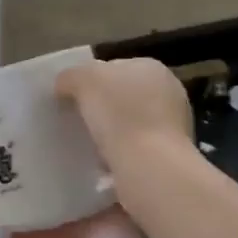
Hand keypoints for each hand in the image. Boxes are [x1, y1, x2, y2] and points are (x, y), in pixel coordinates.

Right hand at [55, 57, 192, 174]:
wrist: (150, 170)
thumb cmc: (120, 113)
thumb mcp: (84, 80)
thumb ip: (70, 77)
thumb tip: (64, 85)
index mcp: (151, 68)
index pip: (115, 67)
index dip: (92, 80)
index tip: (74, 97)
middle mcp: (169, 94)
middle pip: (124, 97)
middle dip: (102, 109)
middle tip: (77, 121)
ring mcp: (174, 130)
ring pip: (130, 127)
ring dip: (111, 136)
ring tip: (87, 147)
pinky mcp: (169, 161)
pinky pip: (135, 154)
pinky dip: (119, 159)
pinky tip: (102, 167)